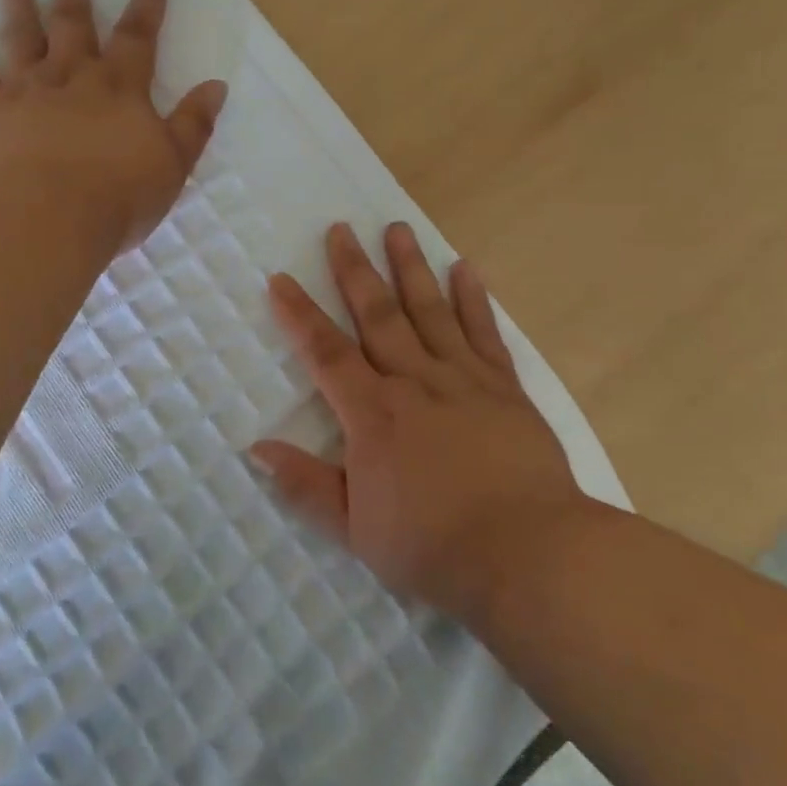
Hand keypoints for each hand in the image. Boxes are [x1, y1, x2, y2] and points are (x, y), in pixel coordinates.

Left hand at [0, 0, 227, 254]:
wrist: (46, 219)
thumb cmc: (117, 196)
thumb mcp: (172, 165)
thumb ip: (193, 124)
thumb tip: (216, 86)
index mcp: (120, 87)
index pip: (139, 35)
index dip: (149, 1)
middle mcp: (72, 76)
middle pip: (74, 20)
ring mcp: (26, 90)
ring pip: (22, 35)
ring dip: (18, 0)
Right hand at [251, 222, 599, 627]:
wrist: (529, 556)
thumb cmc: (433, 547)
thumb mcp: (354, 529)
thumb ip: (305, 485)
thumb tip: (257, 448)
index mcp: (372, 415)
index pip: (326, 353)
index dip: (299, 315)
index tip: (281, 279)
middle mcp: (413, 382)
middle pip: (377, 315)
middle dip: (354, 271)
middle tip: (341, 228)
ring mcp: (463, 380)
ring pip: (430, 311)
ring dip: (410, 268)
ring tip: (398, 228)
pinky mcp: (505, 389)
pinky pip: (484, 334)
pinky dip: (473, 299)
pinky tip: (466, 269)